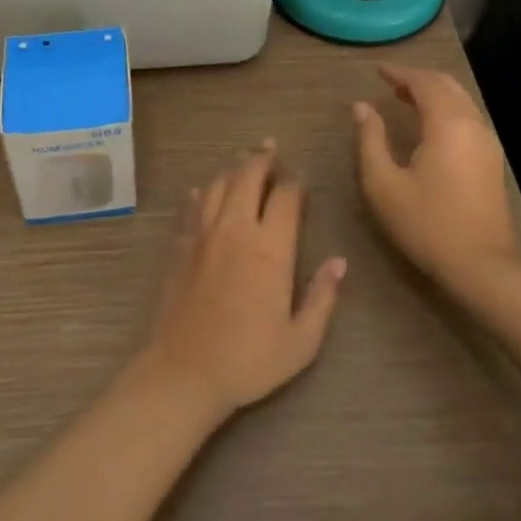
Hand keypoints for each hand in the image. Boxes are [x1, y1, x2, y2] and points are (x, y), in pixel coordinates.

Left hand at [142, 144, 346, 421]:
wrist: (185, 371)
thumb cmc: (249, 360)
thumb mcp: (301, 341)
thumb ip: (323, 298)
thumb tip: (339, 262)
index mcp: (271, 248)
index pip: (286, 196)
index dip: (296, 181)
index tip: (301, 179)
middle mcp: (237, 228)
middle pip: (248, 175)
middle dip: (262, 158)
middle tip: (271, 150)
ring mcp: (204, 233)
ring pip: (218, 184)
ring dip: (233, 169)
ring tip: (243, 163)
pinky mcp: (180, 244)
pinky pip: (192, 206)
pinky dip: (201, 193)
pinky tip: (203, 191)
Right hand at [353, 65, 519, 293]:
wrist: (482, 267)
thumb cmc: (427, 224)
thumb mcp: (383, 184)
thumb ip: (370, 139)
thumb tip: (361, 107)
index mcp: (447, 124)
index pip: (424, 82)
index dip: (399, 72)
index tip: (375, 70)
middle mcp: (472, 124)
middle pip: (447, 85)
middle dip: (418, 78)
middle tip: (389, 82)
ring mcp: (487, 142)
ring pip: (461, 100)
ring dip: (433, 92)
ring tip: (404, 98)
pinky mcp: (492, 160)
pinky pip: (468, 117)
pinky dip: (446, 108)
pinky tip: (428, 124)